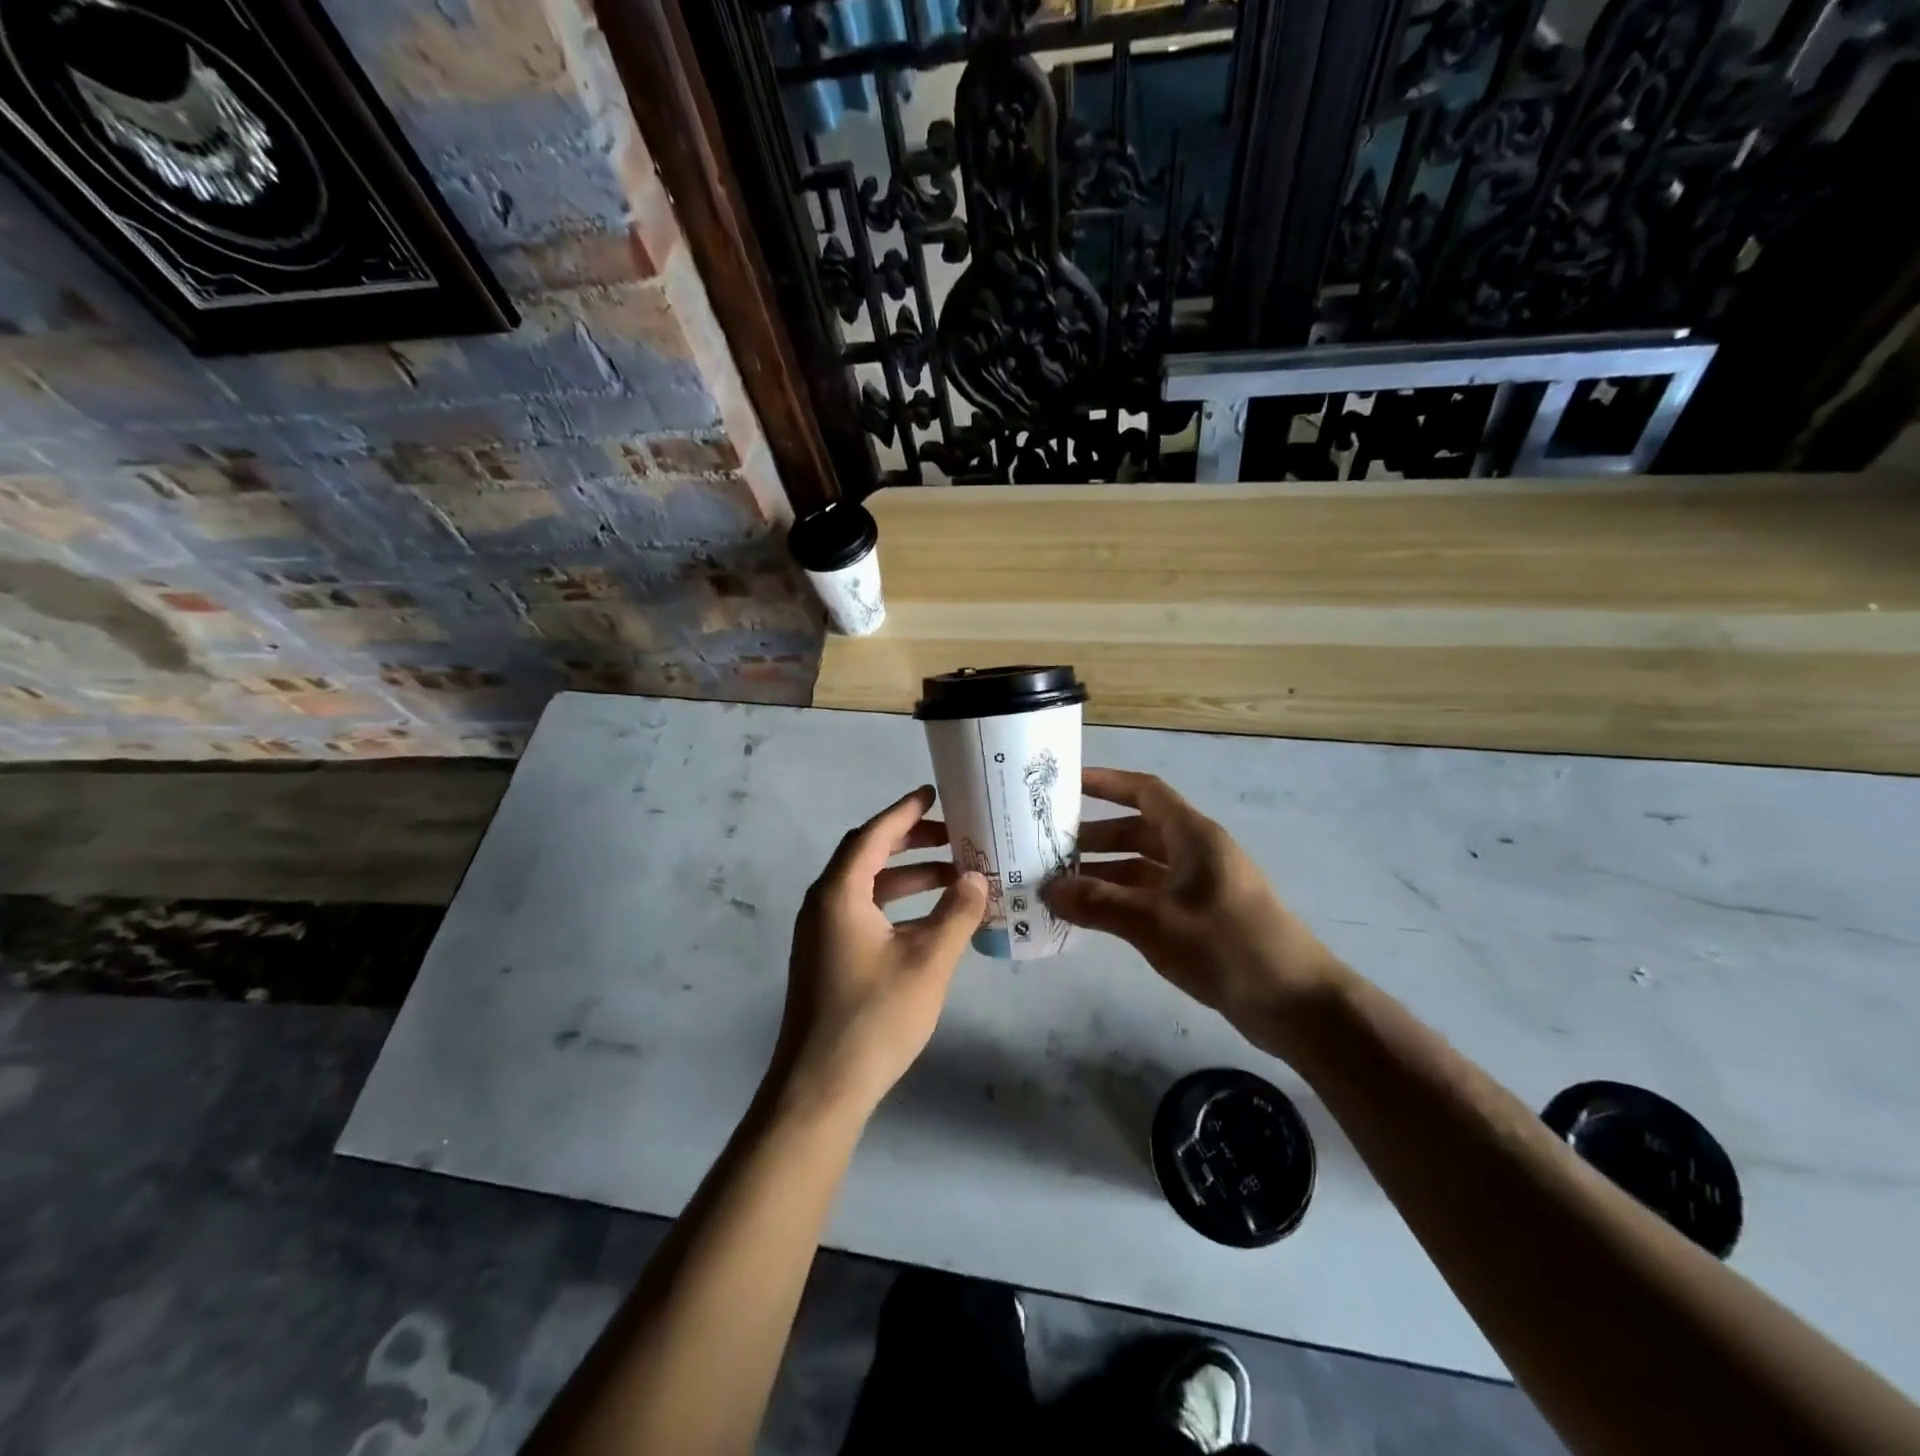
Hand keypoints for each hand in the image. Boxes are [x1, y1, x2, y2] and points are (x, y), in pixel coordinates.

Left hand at [772, 786, 988, 1120]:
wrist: (820, 1088)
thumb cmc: (875, 1017)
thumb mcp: (928, 961)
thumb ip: (956, 913)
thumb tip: (978, 877)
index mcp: (839, 894)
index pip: (872, 835)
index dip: (904, 812)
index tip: (933, 794)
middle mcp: (823, 905)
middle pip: (867, 856)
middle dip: (910, 842)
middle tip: (953, 837)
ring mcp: (820, 934)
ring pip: (866, 888)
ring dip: (907, 877)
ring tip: (953, 877)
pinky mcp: (825, 959)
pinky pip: (862, 913)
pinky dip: (895, 906)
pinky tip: (928, 921)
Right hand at [1042, 768, 1347, 1059]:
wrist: (1296, 1004)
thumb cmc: (1227, 947)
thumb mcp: (1156, 922)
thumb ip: (1099, 903)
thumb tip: (1048, 889)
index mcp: (1193, 836)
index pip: (1145, 792)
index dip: (1106, 783)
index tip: (1066, 784)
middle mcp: (1196, 853)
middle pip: (1138, 830)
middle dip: (1094, 836)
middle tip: (1047, 848)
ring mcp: (1200, 887)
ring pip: (1142, 866)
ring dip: (1104, 872)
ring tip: (1059, 886)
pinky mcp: (1201, 918)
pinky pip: (1151, 896)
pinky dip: (1121, 900)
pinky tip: (1092, 917)